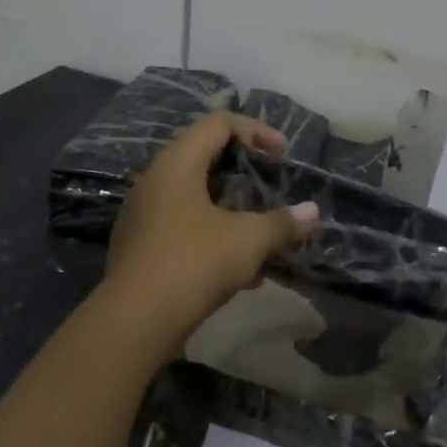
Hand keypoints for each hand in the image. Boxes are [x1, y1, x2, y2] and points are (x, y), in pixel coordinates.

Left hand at [105, 111, 317, 343]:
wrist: (133, 323)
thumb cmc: (194, 263)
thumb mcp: (248, 240)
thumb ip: (282, 223)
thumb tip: (312, 213)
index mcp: (177, 162)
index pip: (218, 123)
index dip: (256, 130)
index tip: (282, 155)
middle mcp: (154, 179)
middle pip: (204, 157)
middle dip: (244, 172)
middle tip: (270, 187)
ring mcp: (142, 215)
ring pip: (194, 196)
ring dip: (231, 209)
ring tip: (261, 235)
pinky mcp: (139, 248)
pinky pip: (182, 226)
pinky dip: (212, 234)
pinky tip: (239, 270)